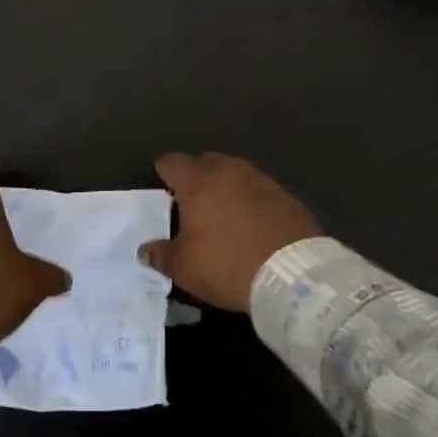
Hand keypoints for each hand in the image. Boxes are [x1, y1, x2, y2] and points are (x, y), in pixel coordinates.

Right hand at [137, 153, 319, 312]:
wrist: (292, 274)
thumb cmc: (226, 264)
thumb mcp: (184, 267)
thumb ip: (160, 254)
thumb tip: (145, 250)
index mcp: (198, 181)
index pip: (172, 162)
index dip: (164, 172)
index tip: (162, 187)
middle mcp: (228, 171)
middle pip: (206, 161)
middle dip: (196, 176)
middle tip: (192, 201)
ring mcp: (261, 180)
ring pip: (235, 173)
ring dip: (226, 186)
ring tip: (223, 210)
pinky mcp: (286, 196)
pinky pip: (259, 190)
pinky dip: (251, 200)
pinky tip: (252, 222)